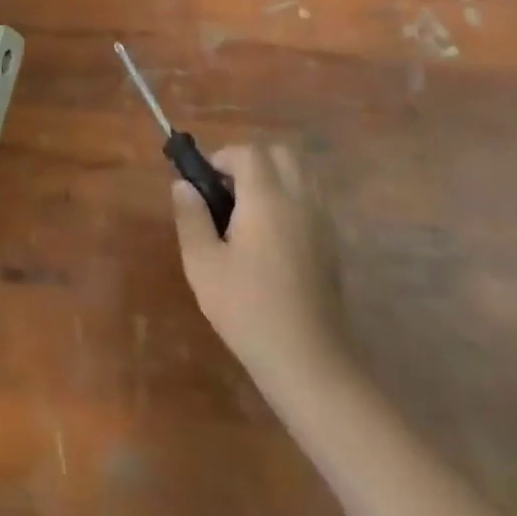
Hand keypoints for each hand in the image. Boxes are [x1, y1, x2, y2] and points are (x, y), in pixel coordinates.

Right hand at [172, 143, 348, 390]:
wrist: (309, 362)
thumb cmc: (248, 310)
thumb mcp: (202, 264)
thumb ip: (191, 217)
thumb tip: (184, 185)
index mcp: (266, 198)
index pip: (248, 152)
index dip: (223, 158)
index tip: (206, 184)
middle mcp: (299, 200)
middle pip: (280, 154)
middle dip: (252, 162)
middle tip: (229, 193)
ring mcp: (322, 222)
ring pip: (302, 174)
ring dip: (275, 178)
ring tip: (251, 211)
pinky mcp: (333, 245)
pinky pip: (314, 200)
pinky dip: (293, 199)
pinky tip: (275, 235)